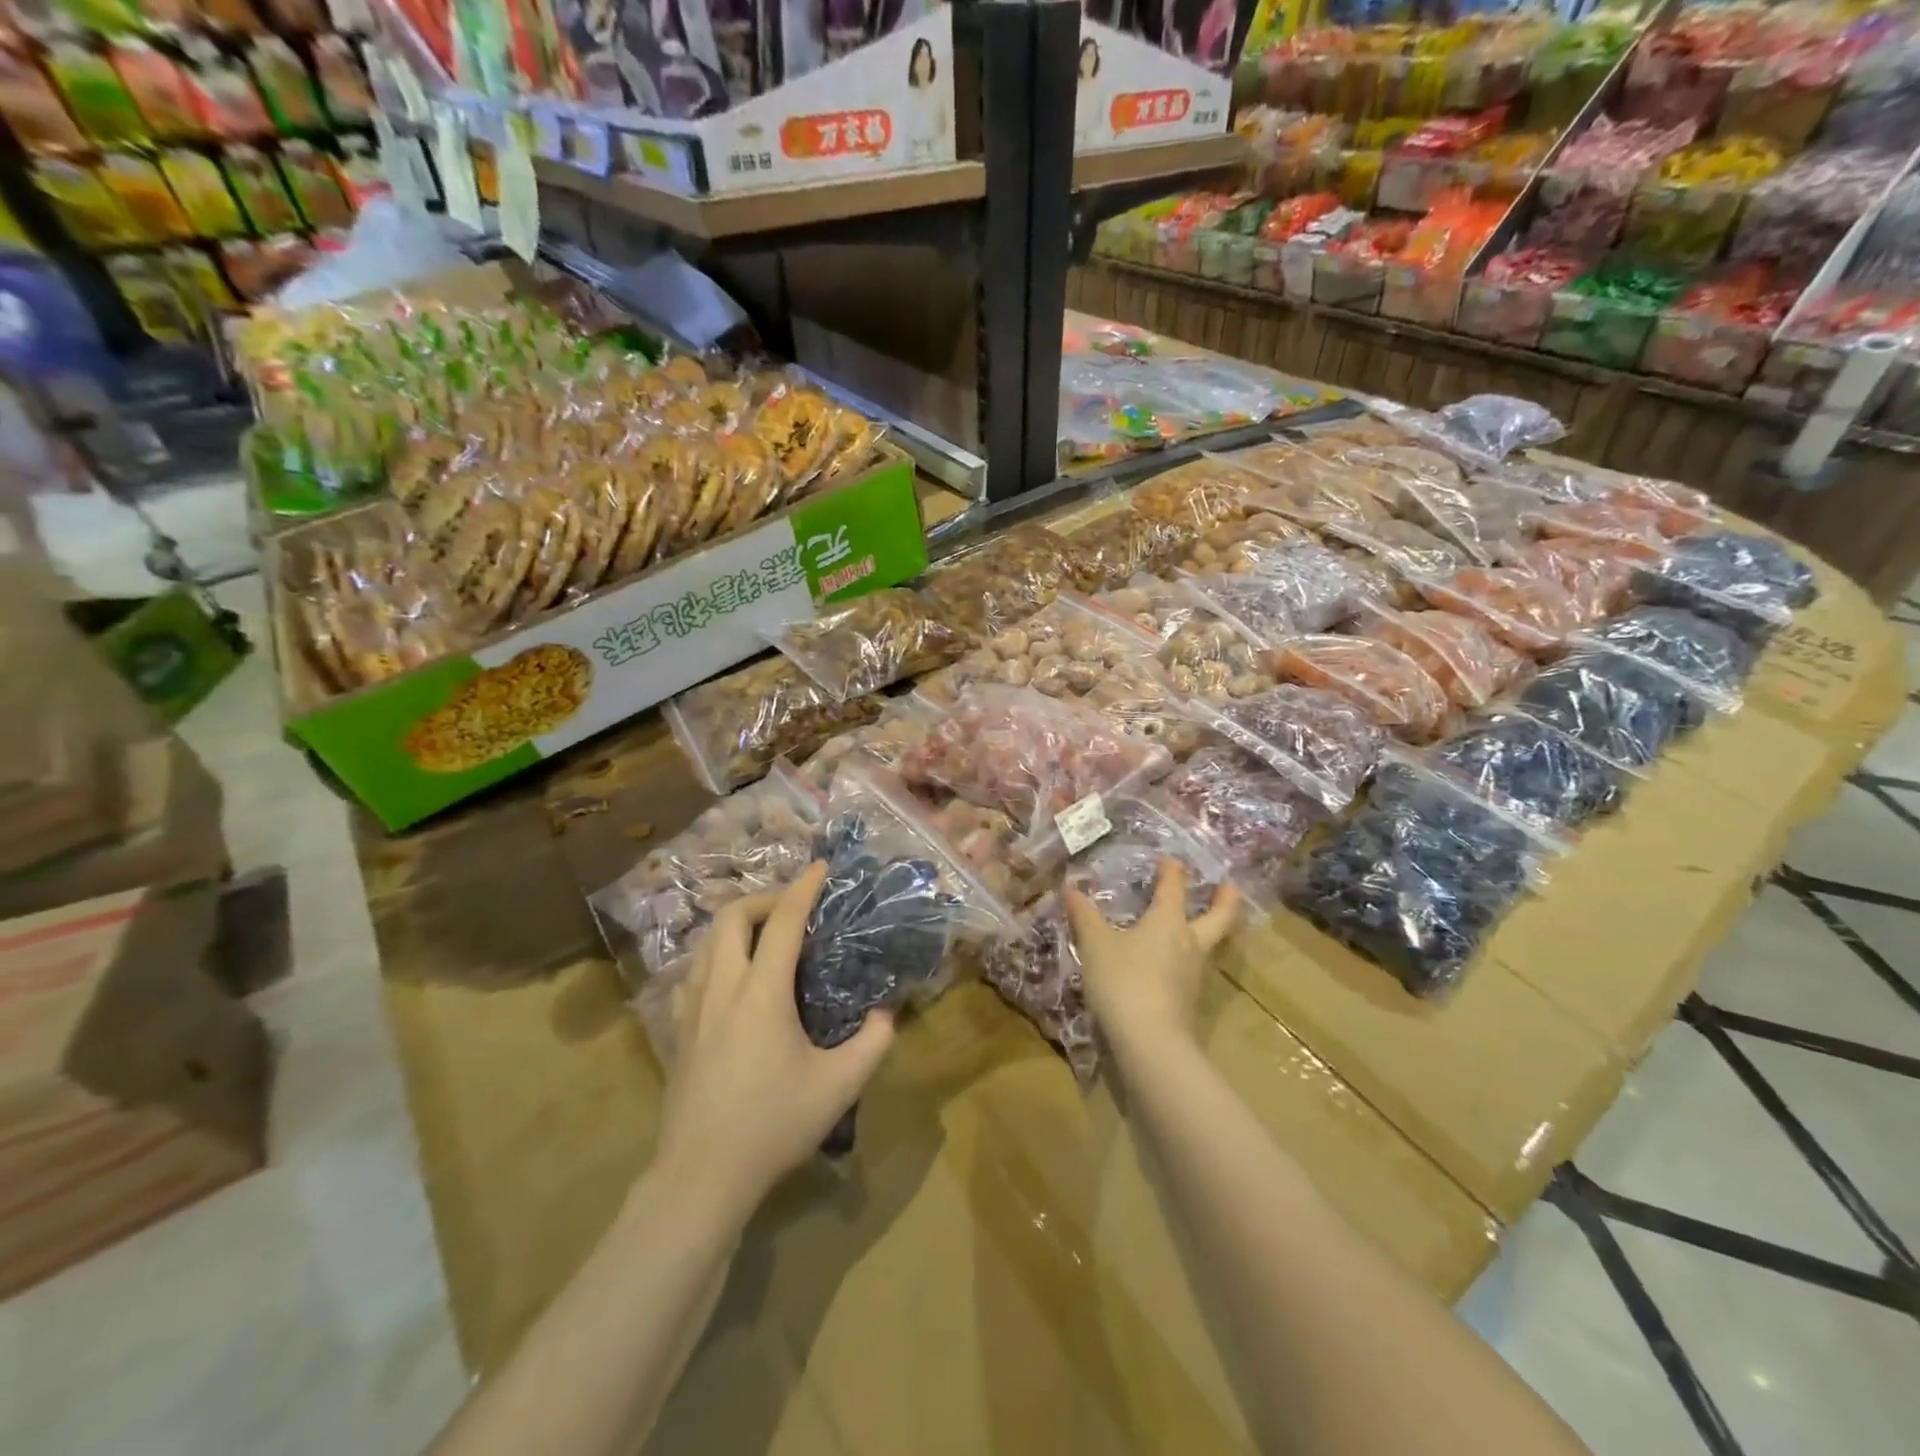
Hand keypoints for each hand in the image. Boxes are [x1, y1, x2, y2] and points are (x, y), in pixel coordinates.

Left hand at [653, 863, 894, 1217]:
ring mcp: (692, 1009)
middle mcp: (722, 988)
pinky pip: (693, 972)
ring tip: (765, 937)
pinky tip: (734, 979)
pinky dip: (717, 956)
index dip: (804, 888)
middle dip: (763, 899)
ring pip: (706, 941)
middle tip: (793, 909)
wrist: (701, 1176)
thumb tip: (887, 1011)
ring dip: (736, 925)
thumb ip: (874, 1042)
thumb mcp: (840, 1086)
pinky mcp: (678, 1030)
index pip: (782, 922)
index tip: (822, 867)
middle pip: (730, 916)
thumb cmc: (773, 1125)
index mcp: (761, 994)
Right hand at [1065, 859, 1239, 1059]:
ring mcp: (1194, 975)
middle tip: (1229, 887)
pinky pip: (1191, 971)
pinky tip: (1170, 965)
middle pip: (1219, 918)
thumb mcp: (1095, 944)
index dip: (1172, 871)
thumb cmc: (1123, 980)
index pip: (1174, 888)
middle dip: (1225, 901)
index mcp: (1168, 921)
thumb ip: (1085, 916)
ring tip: (1195, 925)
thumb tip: (1072, 889)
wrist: (1150, 1042)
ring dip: (1207, 931)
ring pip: (1208, 946)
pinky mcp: (1189, 1002)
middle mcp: (1189, 943)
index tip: (1171, 859)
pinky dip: (1186, 960)